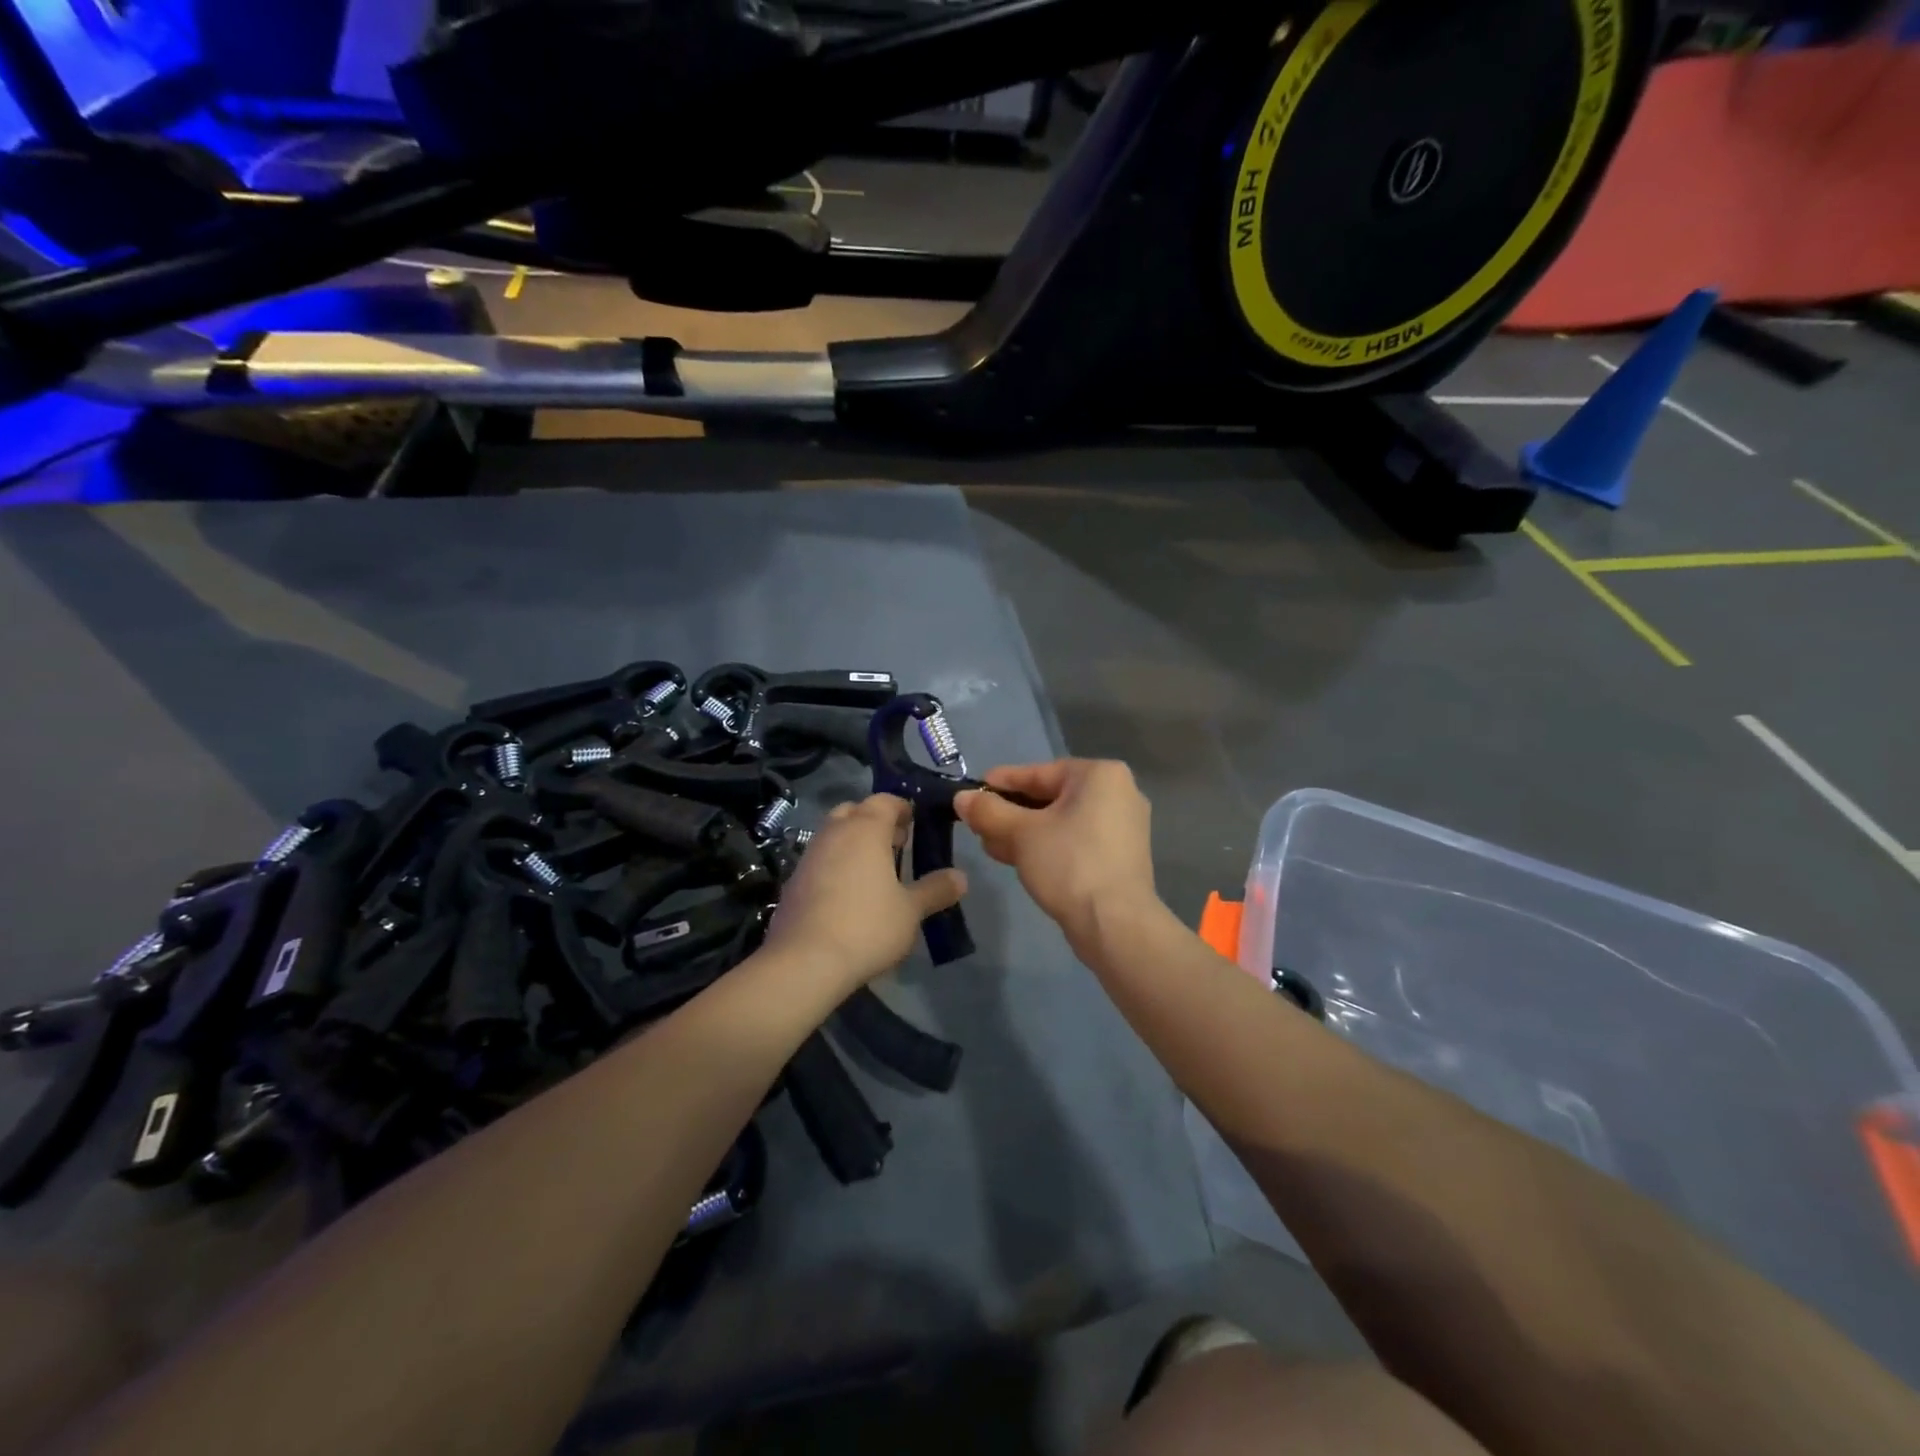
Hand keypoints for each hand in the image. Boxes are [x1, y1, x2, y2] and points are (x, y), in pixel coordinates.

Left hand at [760, 794, 966, 995]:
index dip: (902, 808)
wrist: (804, 961)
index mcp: (865, 829)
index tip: (915, 824)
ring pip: (833, 835)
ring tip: (875, 872)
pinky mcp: (793, 882)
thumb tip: (960, 877)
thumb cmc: (867, 926)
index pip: (885, 800)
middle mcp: (834, 833)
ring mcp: (809, 856)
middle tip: (896, 845)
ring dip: (853, 844)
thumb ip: (935, 889)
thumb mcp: (911, 910)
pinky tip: (847, 895)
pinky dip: (835, 866)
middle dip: (874, 822)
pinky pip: (819, 861)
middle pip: (854, 811)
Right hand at [954, 759, 1157, 948]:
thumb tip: (962, 798)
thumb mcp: (1021, 834)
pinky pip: (1075, 841)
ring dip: (1023, 833)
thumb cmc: (1069, 864)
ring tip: (990, 846)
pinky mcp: (1120, 857)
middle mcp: (1118, 793)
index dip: (1001, 782)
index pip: (1039, 773)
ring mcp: (1122, 827)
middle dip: (1010, 813)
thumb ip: (989, 811)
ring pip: (1061, 822)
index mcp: (1100, 775)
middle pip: (1050, 797)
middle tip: (978, 824)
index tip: (972, 790)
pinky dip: (1047, 846)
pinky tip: (1017, 859)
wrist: (1116, 924)